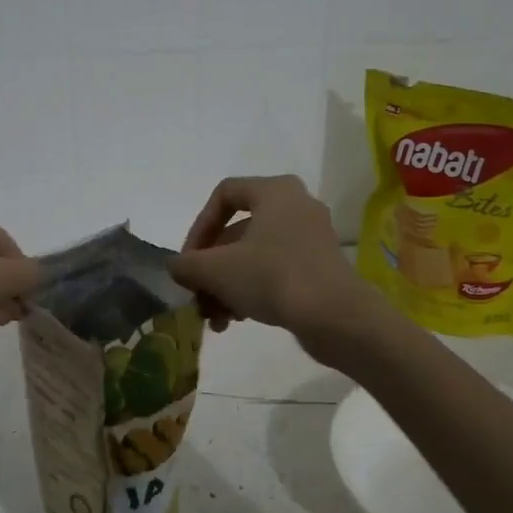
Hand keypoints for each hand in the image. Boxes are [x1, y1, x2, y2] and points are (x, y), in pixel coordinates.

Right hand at [169, 175, 382, 349]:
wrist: (336, 317)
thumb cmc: (273, 278)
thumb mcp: (216, 270)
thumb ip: (186, 264)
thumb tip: (175, 267)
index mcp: (275, 191)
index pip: (223, 195)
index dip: (198, 227)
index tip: (189, 260)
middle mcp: (296, 206)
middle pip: (237, 232)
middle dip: (210, 268)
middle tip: (197, 295)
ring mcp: (311, 238)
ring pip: (253, 256)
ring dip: (226, 285)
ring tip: (214, 318)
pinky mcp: (319, 268)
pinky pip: (274, 272)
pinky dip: (251, 291)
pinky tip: (237, 321)